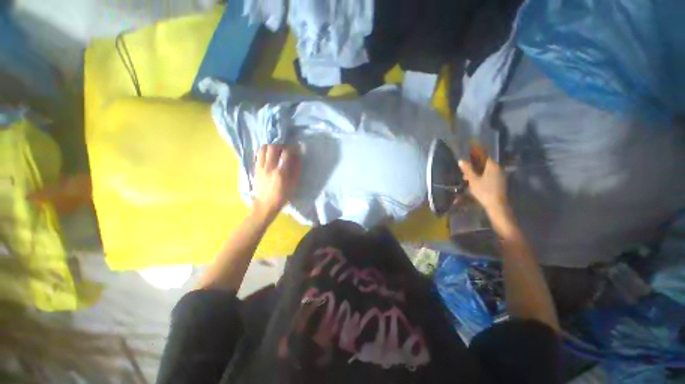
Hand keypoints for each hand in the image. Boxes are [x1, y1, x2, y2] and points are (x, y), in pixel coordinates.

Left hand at [252, 144, 300, 218]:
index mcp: (281, 172)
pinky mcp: (255, 169)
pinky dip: (265, 151)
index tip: (296, 148)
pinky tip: (269, 156)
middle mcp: (269, 167)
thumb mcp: (293, 184)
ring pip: (263, 148)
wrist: (265, 205)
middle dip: (281, 145)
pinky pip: (259, 154)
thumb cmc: (282, 196)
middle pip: (273, 147)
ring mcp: (260, 167)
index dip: (292, 148)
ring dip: (271, 146)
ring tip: (277, 150)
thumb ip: (296, 169)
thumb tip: (298, 157)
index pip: (286, 153)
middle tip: (286, 148)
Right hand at [458, 157, 508, 215]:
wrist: (496, 205)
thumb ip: (467, 169)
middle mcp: (498, 168)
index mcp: (493, 166)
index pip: (483, 155)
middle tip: (464, 165)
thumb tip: (461, 160)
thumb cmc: (484, 191)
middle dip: (474, 163)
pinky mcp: (499, 181)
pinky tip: (473, 180)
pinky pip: (488, 174)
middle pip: (485, 162)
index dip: (475, 152)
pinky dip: (480, 174)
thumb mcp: (473, 180)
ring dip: (476, 170)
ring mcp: (499, 175)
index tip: (468, 149)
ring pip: (486, 169)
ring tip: (466, 175)